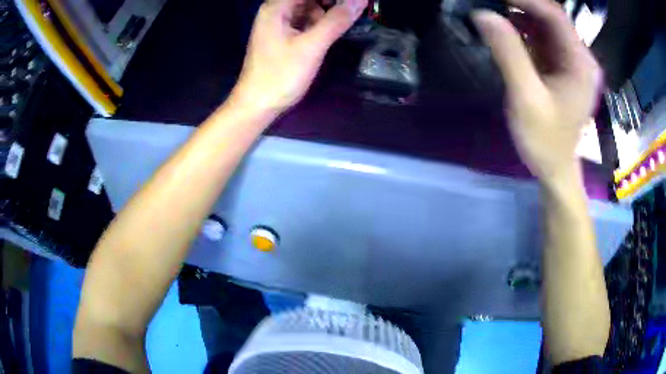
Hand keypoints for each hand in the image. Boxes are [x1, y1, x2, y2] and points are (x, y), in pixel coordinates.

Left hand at [231, 0, 367, 115]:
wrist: (257, 105)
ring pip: (309, 8)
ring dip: (328, 12)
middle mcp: (276, 10)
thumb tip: (360, 1)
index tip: (356, 3)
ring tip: (345, 21)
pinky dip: (320, 23)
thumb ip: (336, 20)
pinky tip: (333, 29)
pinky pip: (306, 21)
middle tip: (354, 10)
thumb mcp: (311, 46)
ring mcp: (279, 23)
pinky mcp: (283, 36)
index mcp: (277, 7)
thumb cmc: (280, 75)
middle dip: (332, 3)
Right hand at [472, 0, 601, 186]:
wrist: (555, 169)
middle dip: (521, 5)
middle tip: (491, 4)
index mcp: (580, 63)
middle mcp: (579, 57)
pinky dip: (523, 29)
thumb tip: (482, 14)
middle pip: (551, 16)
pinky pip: (542, 38)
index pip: (554, 15)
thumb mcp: (527, 98)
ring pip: (545, 24)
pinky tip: (505, 29)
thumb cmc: (546, 141)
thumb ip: (508, 54)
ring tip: (493, 12)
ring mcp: (571, 61)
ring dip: (519, 15)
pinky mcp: (561, 67)